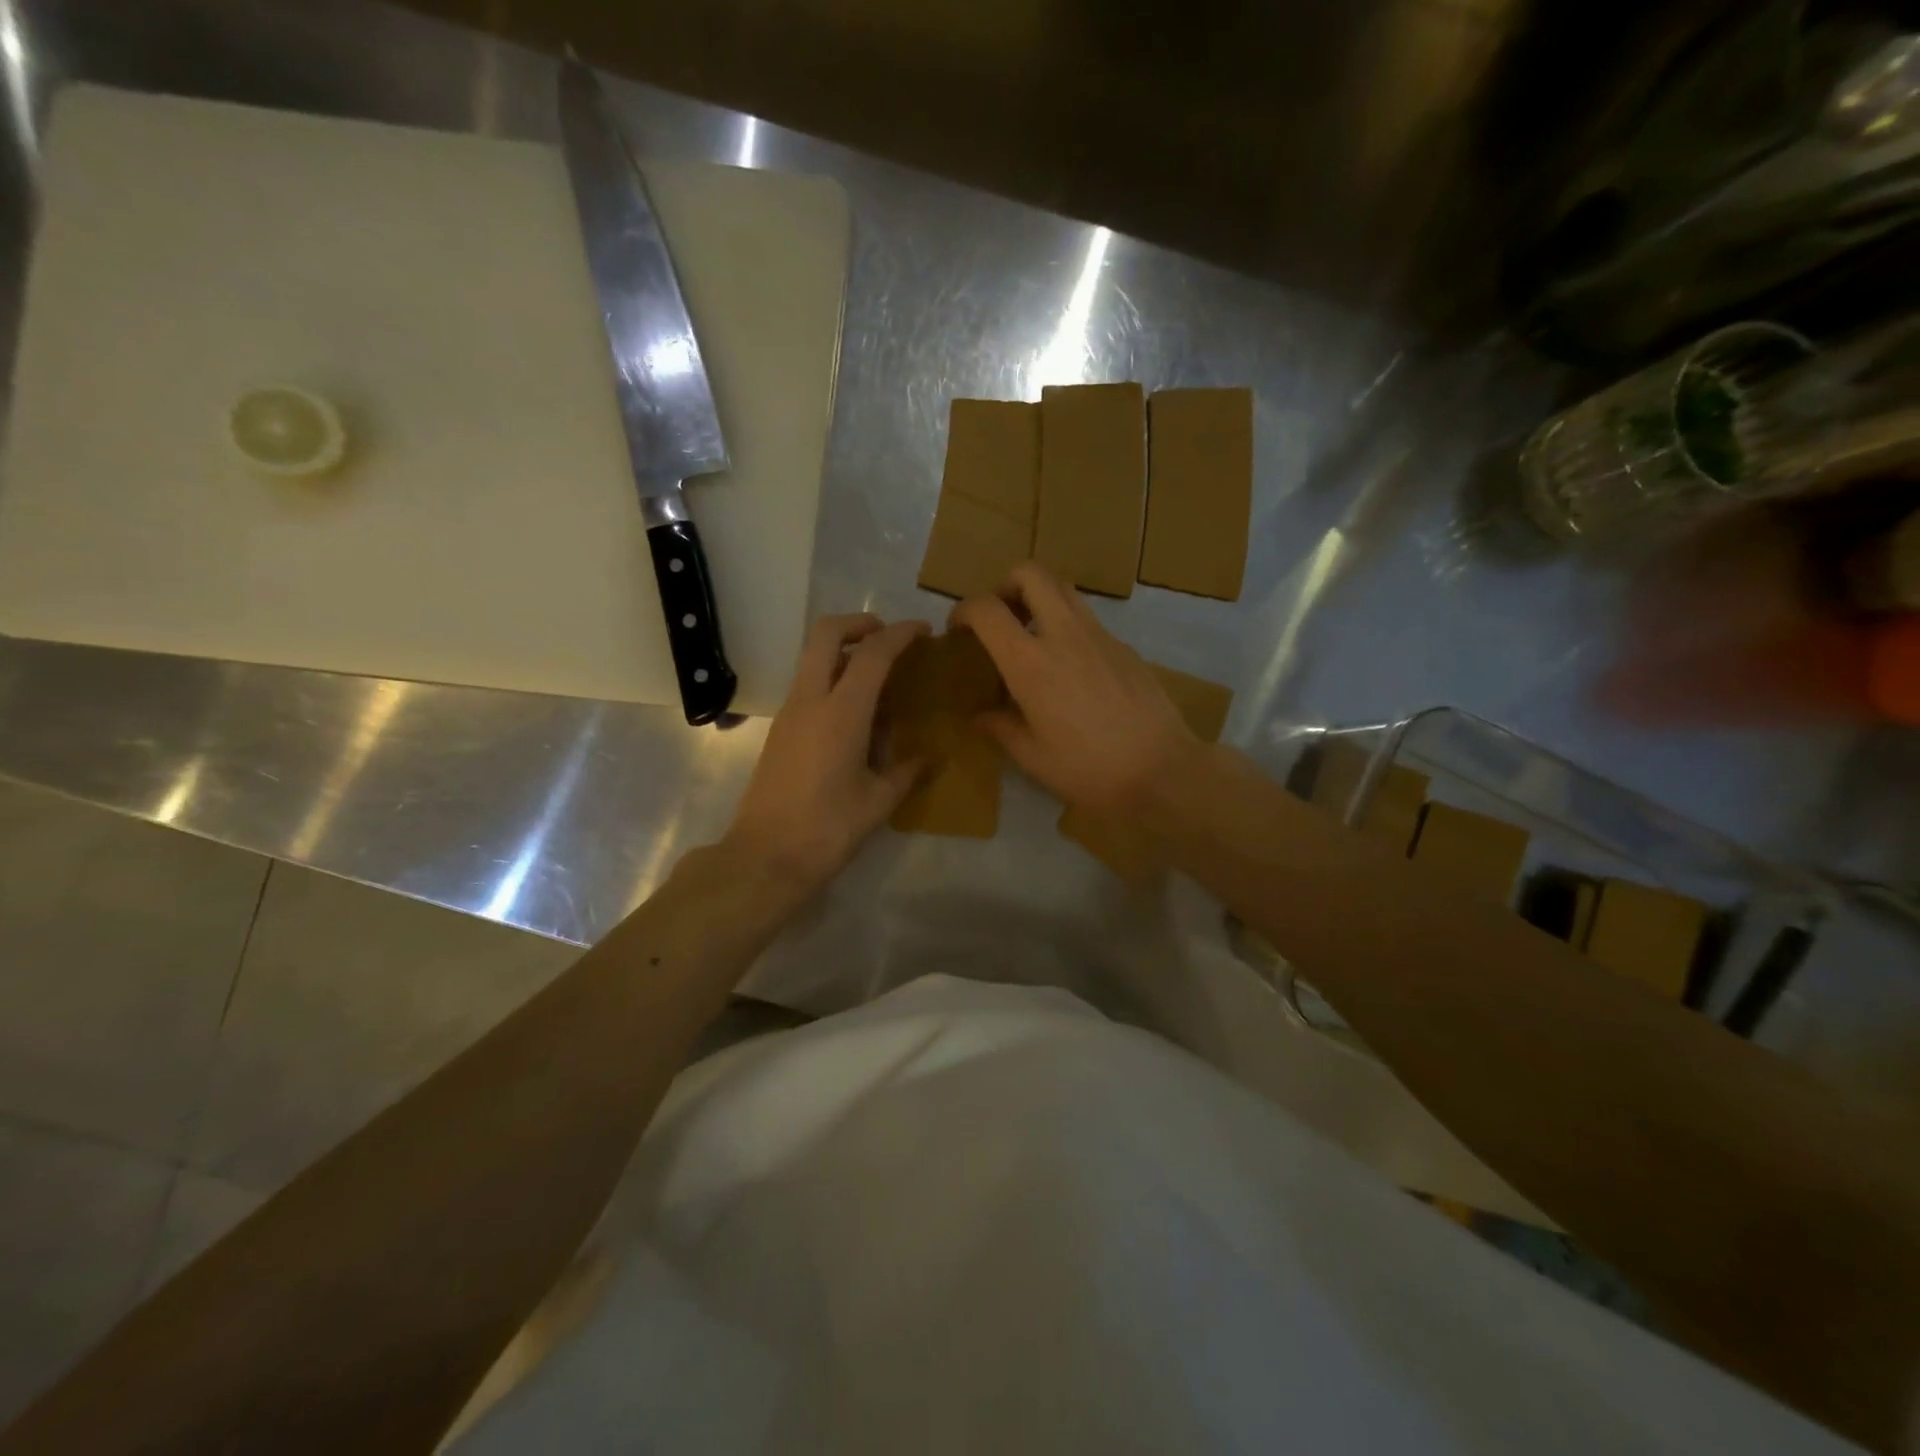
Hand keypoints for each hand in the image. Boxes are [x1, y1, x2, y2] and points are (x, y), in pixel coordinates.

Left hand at [722, 613, 928, 900]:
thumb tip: (932, 759)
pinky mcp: (779, 730)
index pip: (872, 653)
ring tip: (879, 679)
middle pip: (826, 634)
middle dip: (859, 623)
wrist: (765, 857)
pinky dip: (832, 679)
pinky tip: (857, 714)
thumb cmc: (828, 829)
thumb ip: (908, 772)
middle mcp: (810, 700)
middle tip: (888, 638)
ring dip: (844, 652)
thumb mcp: (878, 802)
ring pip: (812, 658)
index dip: (900, 634)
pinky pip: (808, 685)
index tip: (923, 631)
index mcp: (841, 712)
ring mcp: (789, 713)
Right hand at [951, 562, 1198, 814]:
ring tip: (1031, 636)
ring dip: (1039, 598)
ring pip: (1063, 588)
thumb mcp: (1032, 757)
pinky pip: (1087, 618)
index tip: (958, 630)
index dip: (963, 610)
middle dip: (1005, 584)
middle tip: (1000, 618)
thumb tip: (980, 717)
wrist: (1162, 770)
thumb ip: (1000, 728)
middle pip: (1031, 573)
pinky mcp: (1123, 646)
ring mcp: (1099, 635)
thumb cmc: (1088, 769)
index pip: (987, 609)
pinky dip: (1066, 625)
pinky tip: (1069, 667)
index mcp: (1031, 663)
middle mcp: (1064, 634)